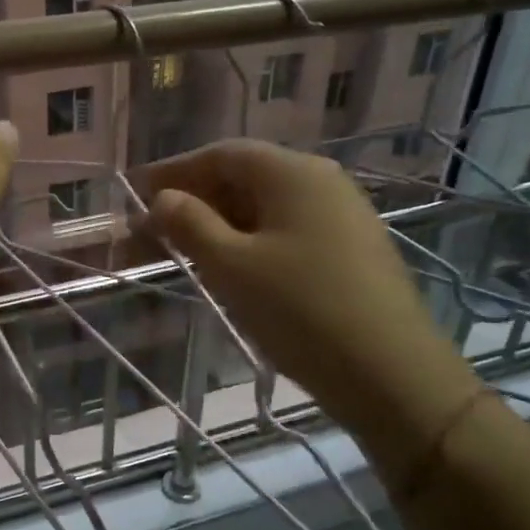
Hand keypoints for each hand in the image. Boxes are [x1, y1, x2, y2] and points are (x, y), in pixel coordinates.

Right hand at [140, 140, 480, 473]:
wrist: (392, 374)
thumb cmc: (301, 311)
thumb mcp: (232, 266)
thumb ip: (190, 224)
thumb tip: (163, 198)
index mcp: (293, 173)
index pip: (222, 154)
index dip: (175, 170)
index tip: (136, 192)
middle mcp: (322, 181)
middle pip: (245, 176)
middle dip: (194, 199)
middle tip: (152, 229)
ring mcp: (342, 214)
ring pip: (266, 205)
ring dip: (220, 222)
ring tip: (184, 249)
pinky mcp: (351, 248)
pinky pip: (287, 228)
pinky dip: (250, 239)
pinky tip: (232, 266)